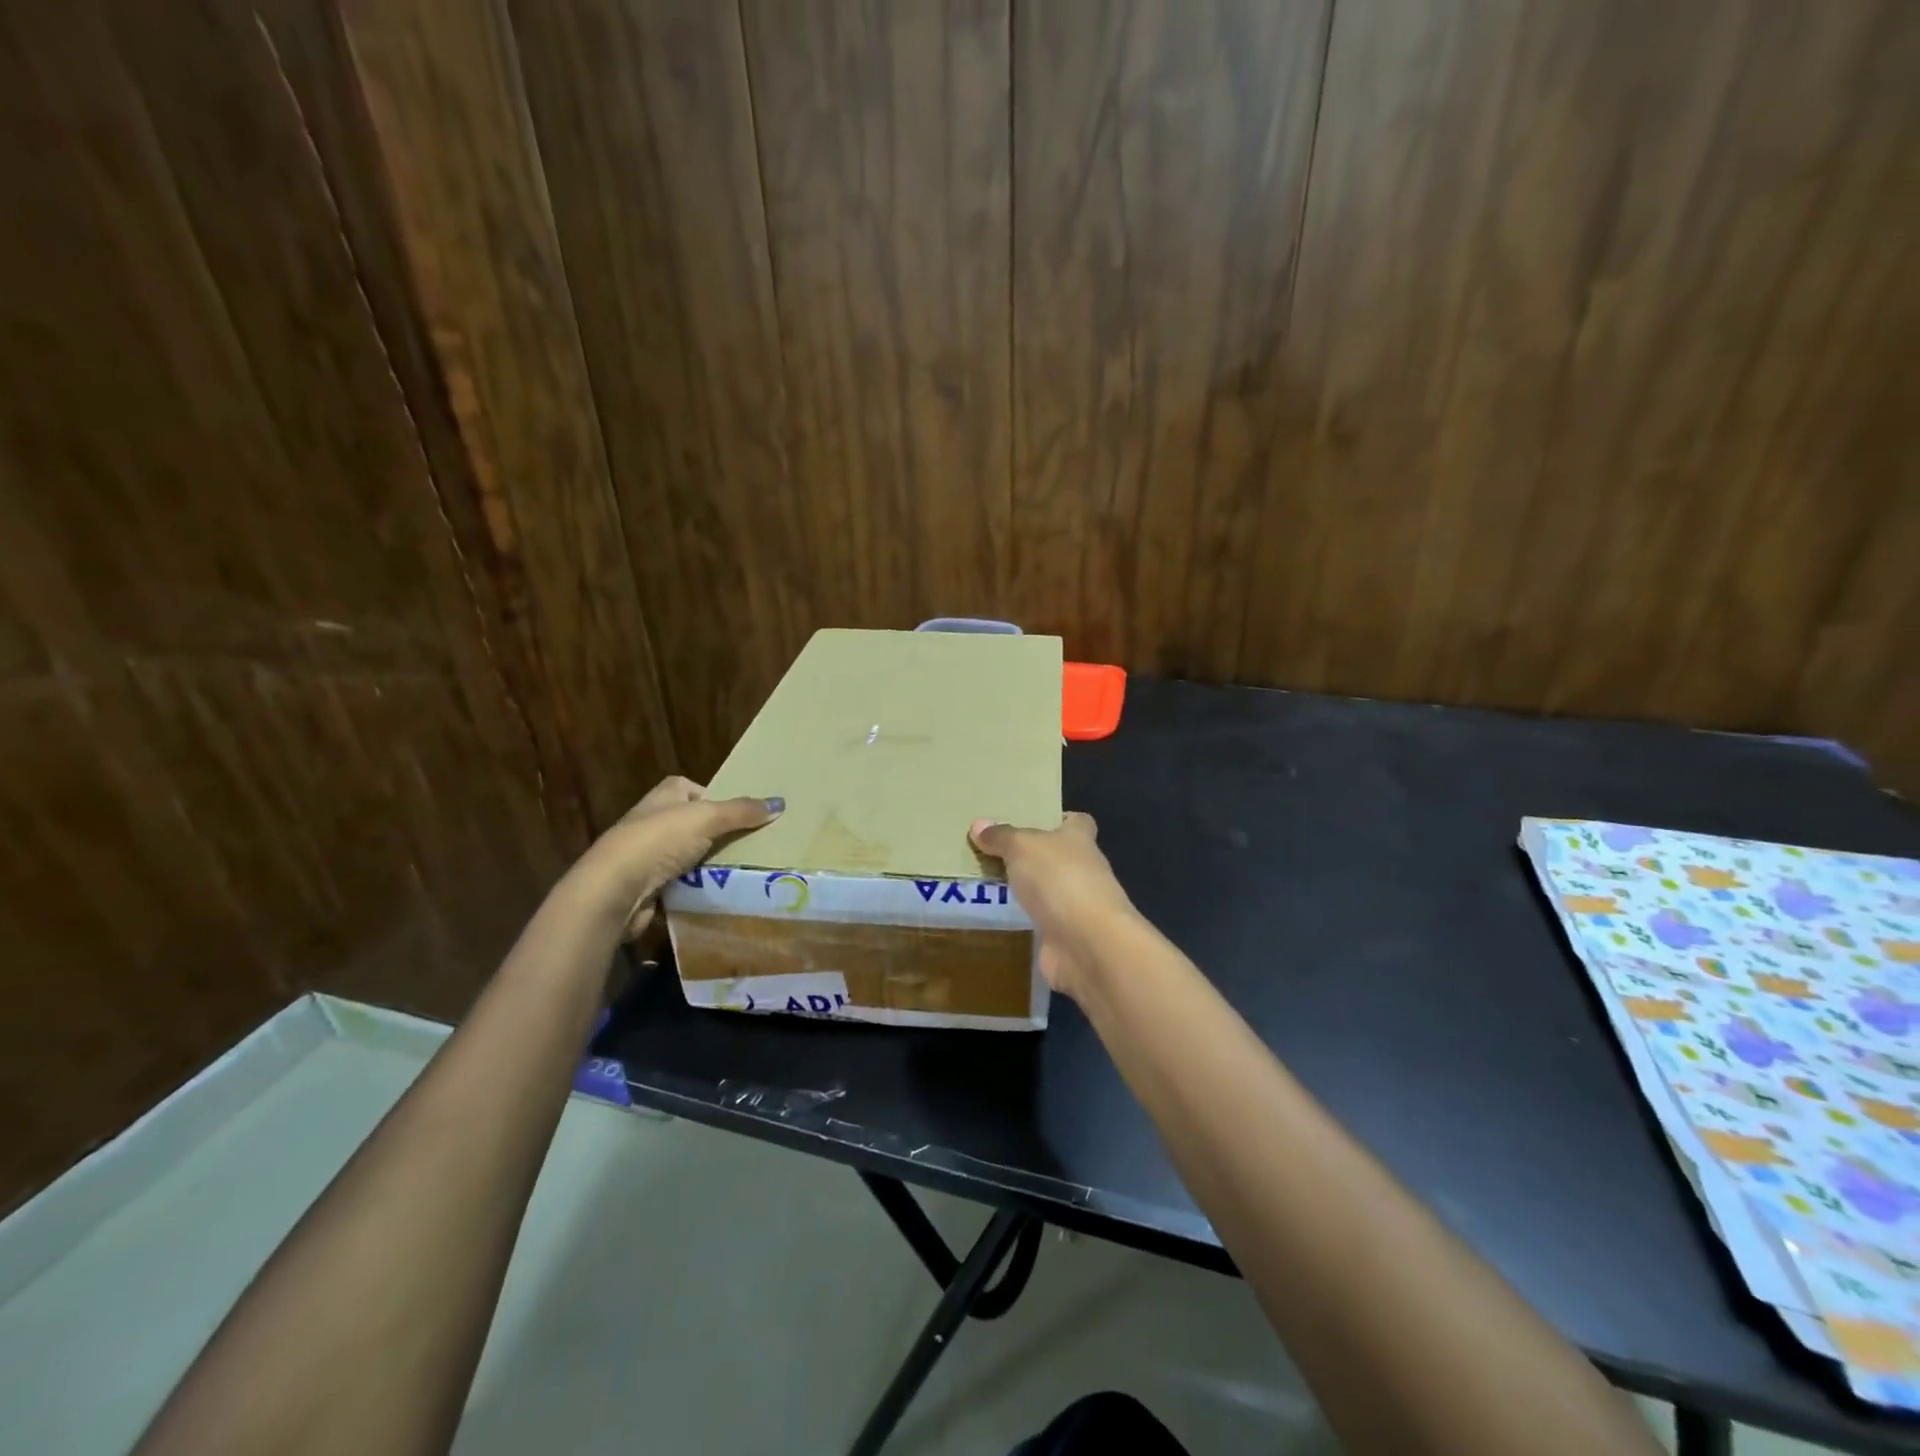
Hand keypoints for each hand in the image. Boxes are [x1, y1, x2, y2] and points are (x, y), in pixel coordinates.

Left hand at [572, 776, 781, 939]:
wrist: (614, 889)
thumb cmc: (659, 840)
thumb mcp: (708, 818)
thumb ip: (742, 812)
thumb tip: (779, 803)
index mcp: (663, 796)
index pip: (690, 787)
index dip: (713, 797)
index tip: (738, 813)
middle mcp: (652, 820)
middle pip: (692, 822)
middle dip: (717, 833)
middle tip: (750, 843)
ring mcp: (646, 854)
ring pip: (688, 854)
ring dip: (708, 863)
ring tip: (740, 869)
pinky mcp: (645, 885)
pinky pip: (680, 882)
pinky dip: (696, 887)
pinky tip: (716, 892)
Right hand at [968, 813, 1136, 997]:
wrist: (1086, 943)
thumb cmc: (1059, 879)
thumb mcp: (1022, 847)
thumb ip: (1002, 836)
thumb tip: (979, 825)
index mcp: (1079, 839)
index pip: (1077, 821)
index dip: (1058, 818)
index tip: (1031, 820)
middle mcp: (1084, 869)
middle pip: (1059, 856)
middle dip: (1034, 855)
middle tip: (995, 852)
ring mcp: (1077, 905)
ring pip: (1049, 890)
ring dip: (1027, 889)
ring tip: (989, 882)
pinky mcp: (1066, 936)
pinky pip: (1041, 921)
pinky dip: (1025, 920)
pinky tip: (999, 916)